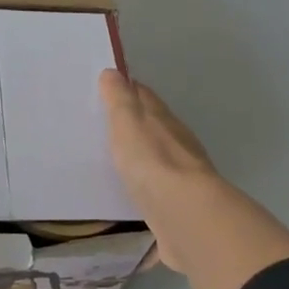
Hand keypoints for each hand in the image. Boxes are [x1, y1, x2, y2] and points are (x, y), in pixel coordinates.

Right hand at [99, 69, 288, 288]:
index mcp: (163, 119)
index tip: (107, 87)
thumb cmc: (151, 162)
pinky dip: (145, 183)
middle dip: (132, 122)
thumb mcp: (128, 123)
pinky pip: (156, 187)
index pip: (143, 96)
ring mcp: (180, 175)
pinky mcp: (177, 205)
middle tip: (104, 123)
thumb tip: (113, 72)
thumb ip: (120, 100)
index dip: (126, 89)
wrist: (184, 216)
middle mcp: (176, 143)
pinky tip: (132, 190)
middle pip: (153, 125)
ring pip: (157, 156)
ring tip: (114, 157)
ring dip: (140, 154)